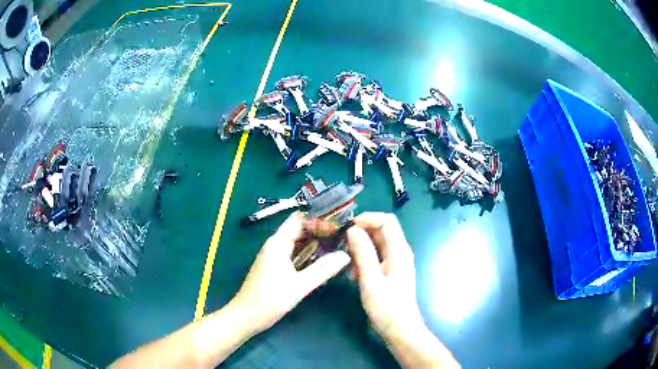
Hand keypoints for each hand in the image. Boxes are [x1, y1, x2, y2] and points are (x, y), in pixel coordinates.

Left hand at [233, 212, 350, 333]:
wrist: (247, 316)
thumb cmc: (270, 299)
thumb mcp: (299, 285)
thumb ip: (322, 269)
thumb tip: (345, 255)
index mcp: (278, 243)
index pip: (299, 220)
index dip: (318, 220)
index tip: (338, 227)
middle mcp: (275, 245)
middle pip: (299, 229)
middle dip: (320, 231)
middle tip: (342, 237)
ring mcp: (274, 256)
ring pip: (298, 242)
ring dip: (315, 243)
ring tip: (337, 247)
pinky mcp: (275, 267)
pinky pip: (295, 254)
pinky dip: (309, 254)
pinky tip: (322, 262)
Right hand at [346, 212, 423, 339]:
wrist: (400, 330)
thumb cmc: (387, 308)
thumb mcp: (371, 281)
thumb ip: (363, 253)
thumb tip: (352, 229)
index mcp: (399, 251)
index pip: (387, 221)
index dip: (368, 218)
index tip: (347, 227)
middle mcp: (399, 253)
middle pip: (381, 231)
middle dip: (361, 233)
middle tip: (340, 242)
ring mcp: (395, 263)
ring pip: (377, 244)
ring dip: (360, 248)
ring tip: (346, 262)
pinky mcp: (390, 272)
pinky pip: (376, 257)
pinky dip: (363, 260)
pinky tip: (353, 274)